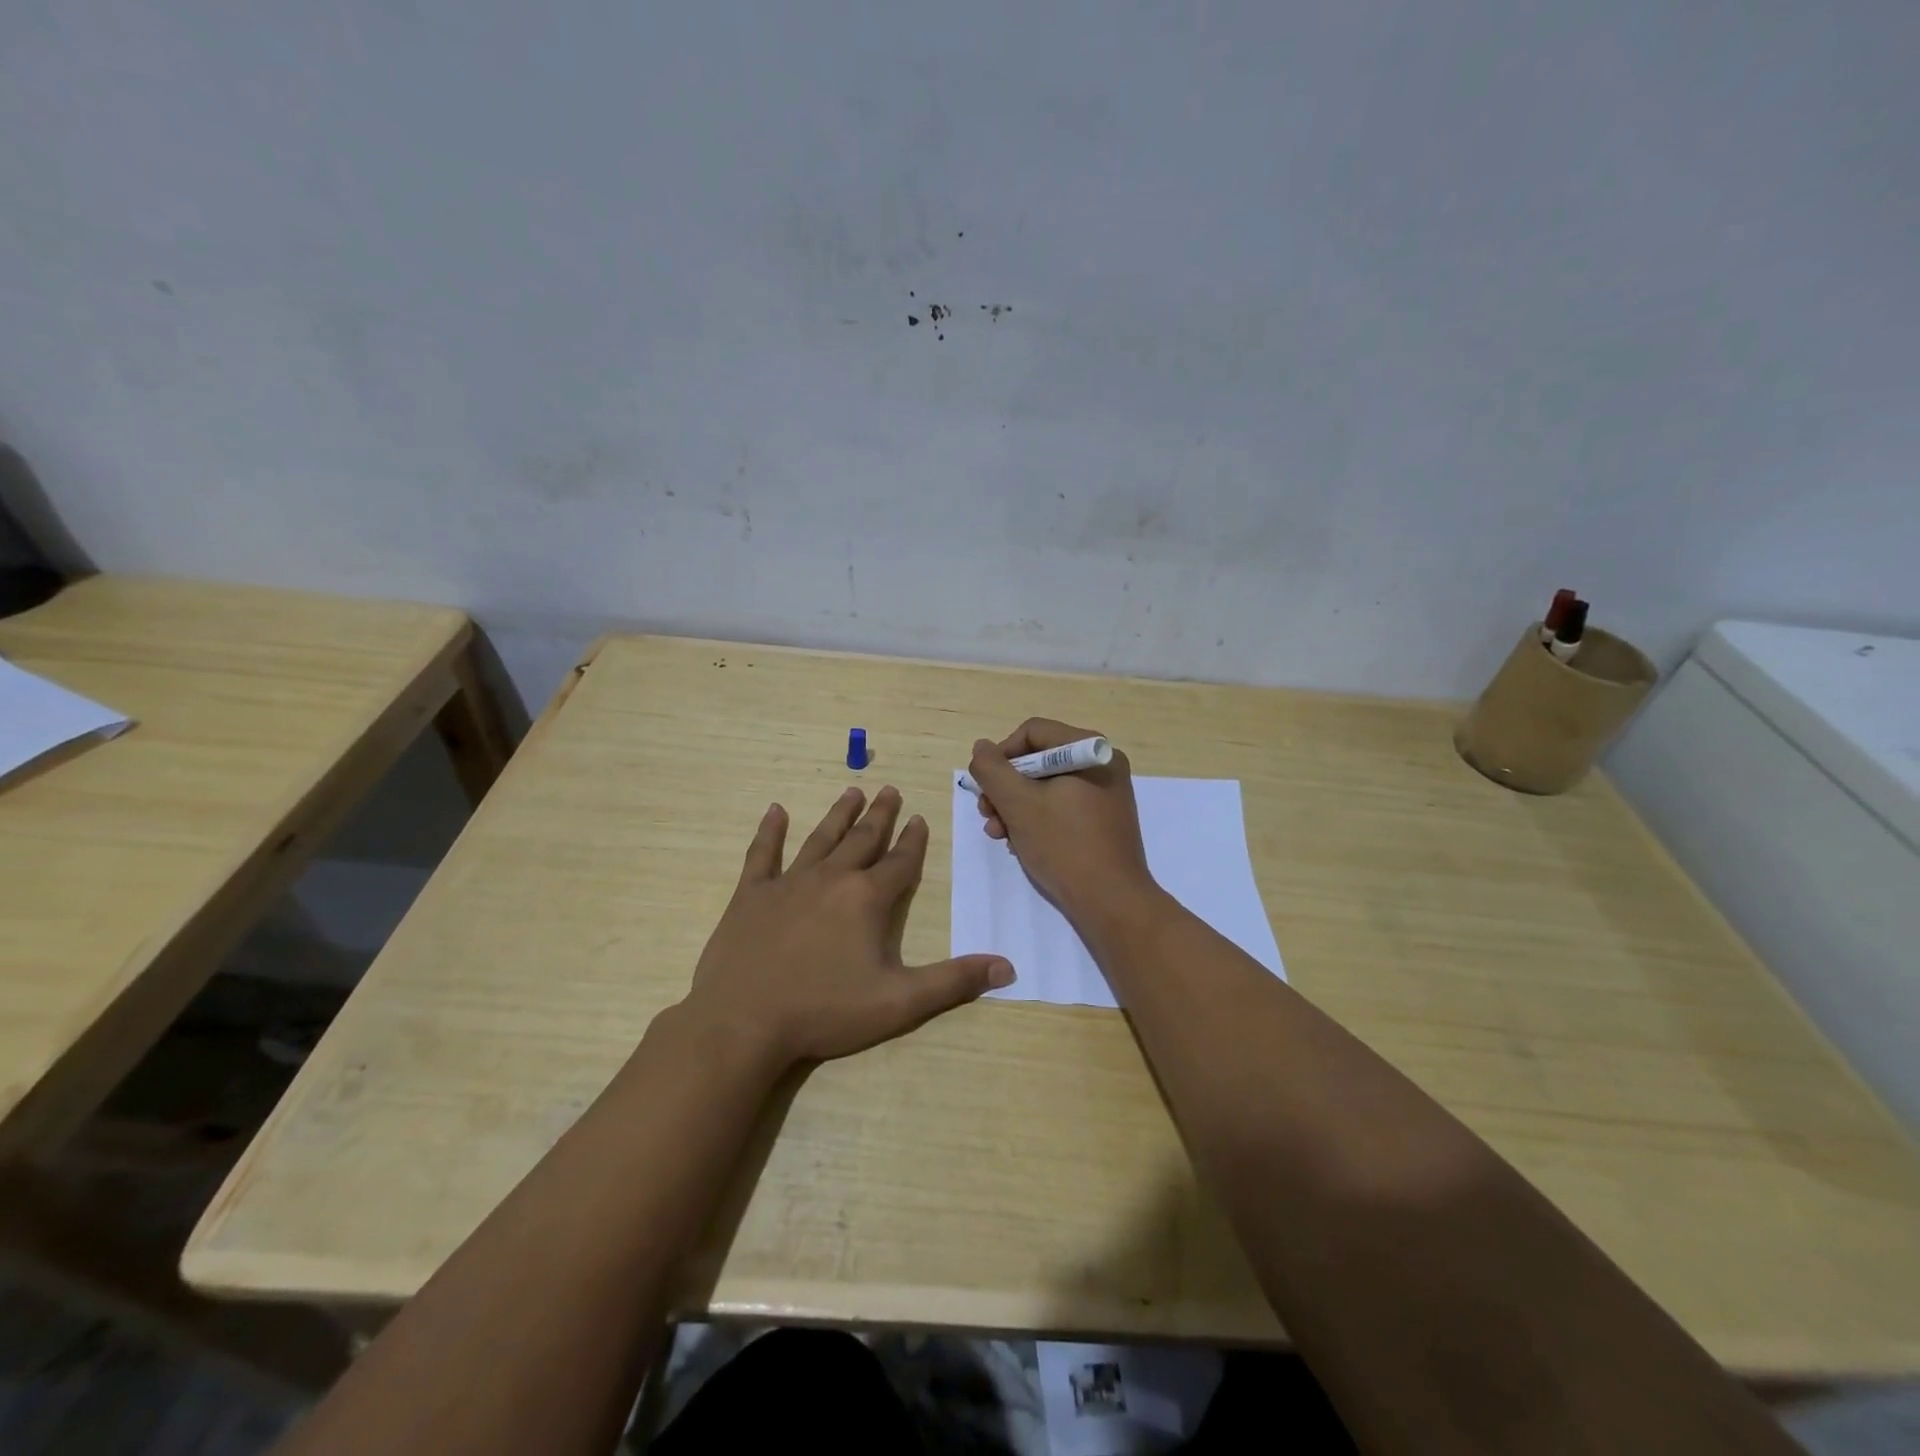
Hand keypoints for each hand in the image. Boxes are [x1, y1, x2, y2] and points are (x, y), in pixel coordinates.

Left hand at [681, 786, 1015, 1067]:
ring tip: (853, 791)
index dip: (913, 841)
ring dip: (839, 815)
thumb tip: (1008, 968)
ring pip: (820, 838)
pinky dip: (770, 831)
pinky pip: (762, 854)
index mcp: (867, 899)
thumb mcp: (899, 1002)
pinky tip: (775, 810)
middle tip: (890, 790)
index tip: (919, 818)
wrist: (743, 1022)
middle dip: (880, 816)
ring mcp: (788, 883)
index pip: (899, 862)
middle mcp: (831, 879)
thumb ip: (953, 981)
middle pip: (862, 839)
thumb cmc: (825, 1011)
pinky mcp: (751, 895)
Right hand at [968, 718, 1157, 927]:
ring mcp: (1106, 794)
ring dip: (1016, 807)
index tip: (986, 788)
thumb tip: (982, 748)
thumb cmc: (1064, 845)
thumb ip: (992, 770)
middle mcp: (1102, 764)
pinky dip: (1037, 820)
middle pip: (1038, 760)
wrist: (1111, 902)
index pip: (1032, 733)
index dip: (1001, 756)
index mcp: (1089, 750)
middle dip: (1006, 788)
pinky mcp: (1104, 820)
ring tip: (1000, 835)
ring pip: (1046, 786)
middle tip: (988, 816)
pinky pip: (1062, 806)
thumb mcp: (1018, 804)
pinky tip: (1021, 844)